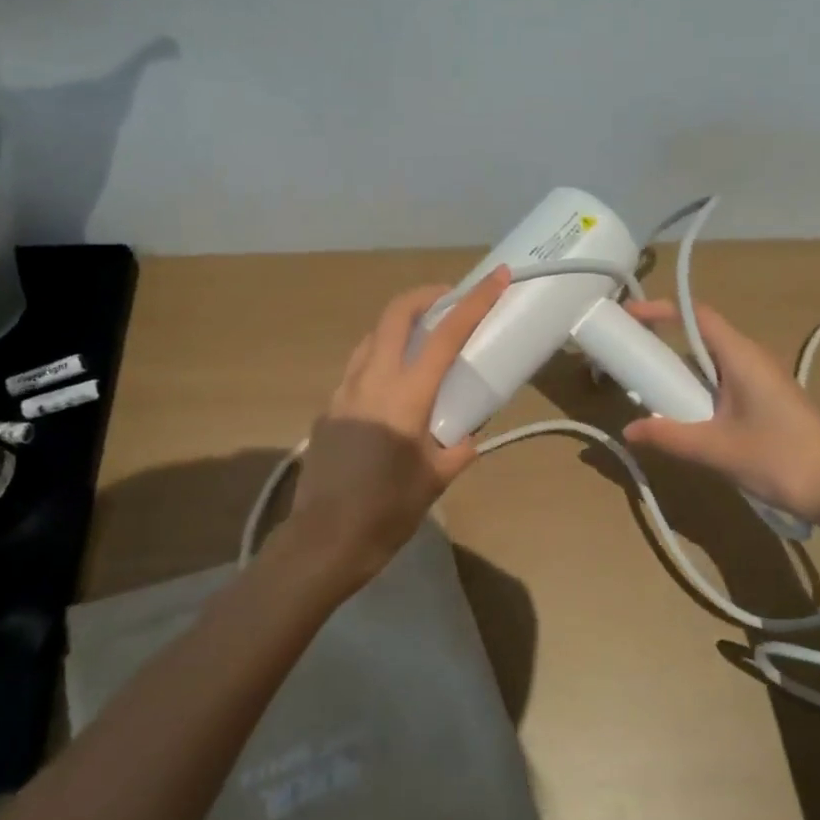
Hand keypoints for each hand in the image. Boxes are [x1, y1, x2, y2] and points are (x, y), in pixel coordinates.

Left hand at [285, 267, 512, 588]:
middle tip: (449, 299)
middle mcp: (371, 381)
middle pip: (395, 314)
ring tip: (422, 340)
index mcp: (405, 396)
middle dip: (425, 295)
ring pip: (372, 337)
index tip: (496, 277)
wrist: (322, 541)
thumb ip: (458, 449)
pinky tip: (391, 389)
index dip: (475, 301)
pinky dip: (380, 358)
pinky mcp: (328, 410)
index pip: (446, 334)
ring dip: (399, 325)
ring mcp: (343, 392)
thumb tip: (466, 436)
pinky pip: (357, 368)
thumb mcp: (436, 479)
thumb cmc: (386, 512)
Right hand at [620, 300, 819, 525]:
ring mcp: (763, 380)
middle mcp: (753, 359)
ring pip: (713, 361)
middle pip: (702, 336)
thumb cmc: (779, 459)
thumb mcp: (715, 450)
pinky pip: (724, 381)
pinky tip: (686, 414)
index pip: (697, 316)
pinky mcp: (768, 400)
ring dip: (681, 368)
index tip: (629, 316)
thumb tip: (629, 430)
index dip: (661, 311)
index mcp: (742, 357)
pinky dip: (698, 387)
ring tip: (650, 387)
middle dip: (664, 340)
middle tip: (631, 357)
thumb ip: (669, 437)